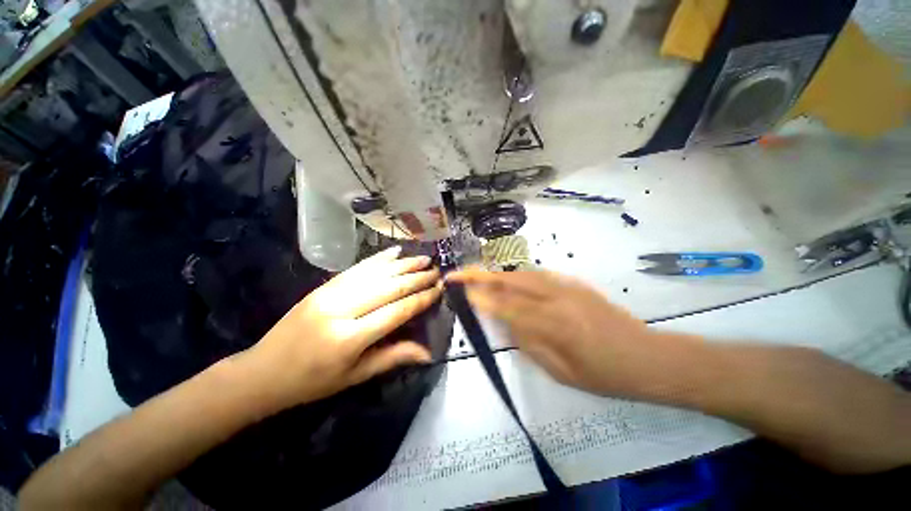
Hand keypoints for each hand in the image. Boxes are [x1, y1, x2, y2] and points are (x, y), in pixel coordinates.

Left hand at [245, 246, 442, 409]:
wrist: (262, 372)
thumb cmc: (312, 382)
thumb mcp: (355, 376)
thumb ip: (393, 357)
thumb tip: (428, 352)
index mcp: (349, 338)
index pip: (396, 312)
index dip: (420, 300)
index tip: (439, 290)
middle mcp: (341, 309)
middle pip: (388, 287)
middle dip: (416, 278)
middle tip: (437, 271)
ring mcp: (329, 293)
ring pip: (375, 273)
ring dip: (402, 264)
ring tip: (424, 258)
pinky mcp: (323, 286)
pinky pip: (356, 268)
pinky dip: (378, 259)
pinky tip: (394, 252)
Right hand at [447, 268, 672, 399]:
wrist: (648, 357)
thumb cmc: (605, 375)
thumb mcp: (561, 371)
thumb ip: (529, 342)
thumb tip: (505, 322)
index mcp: (554, 324)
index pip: (507, 306)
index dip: (482, 298)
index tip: (461, 292)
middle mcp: (557, 298)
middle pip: (511, 281)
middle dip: (482, 276)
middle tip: (459, 273)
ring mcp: (567, 286)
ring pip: (523, 274)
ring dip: (497, 274)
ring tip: (477, 275)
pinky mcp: (574, 283)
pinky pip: (539, 275)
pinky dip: (517, 275)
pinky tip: (508, 280)